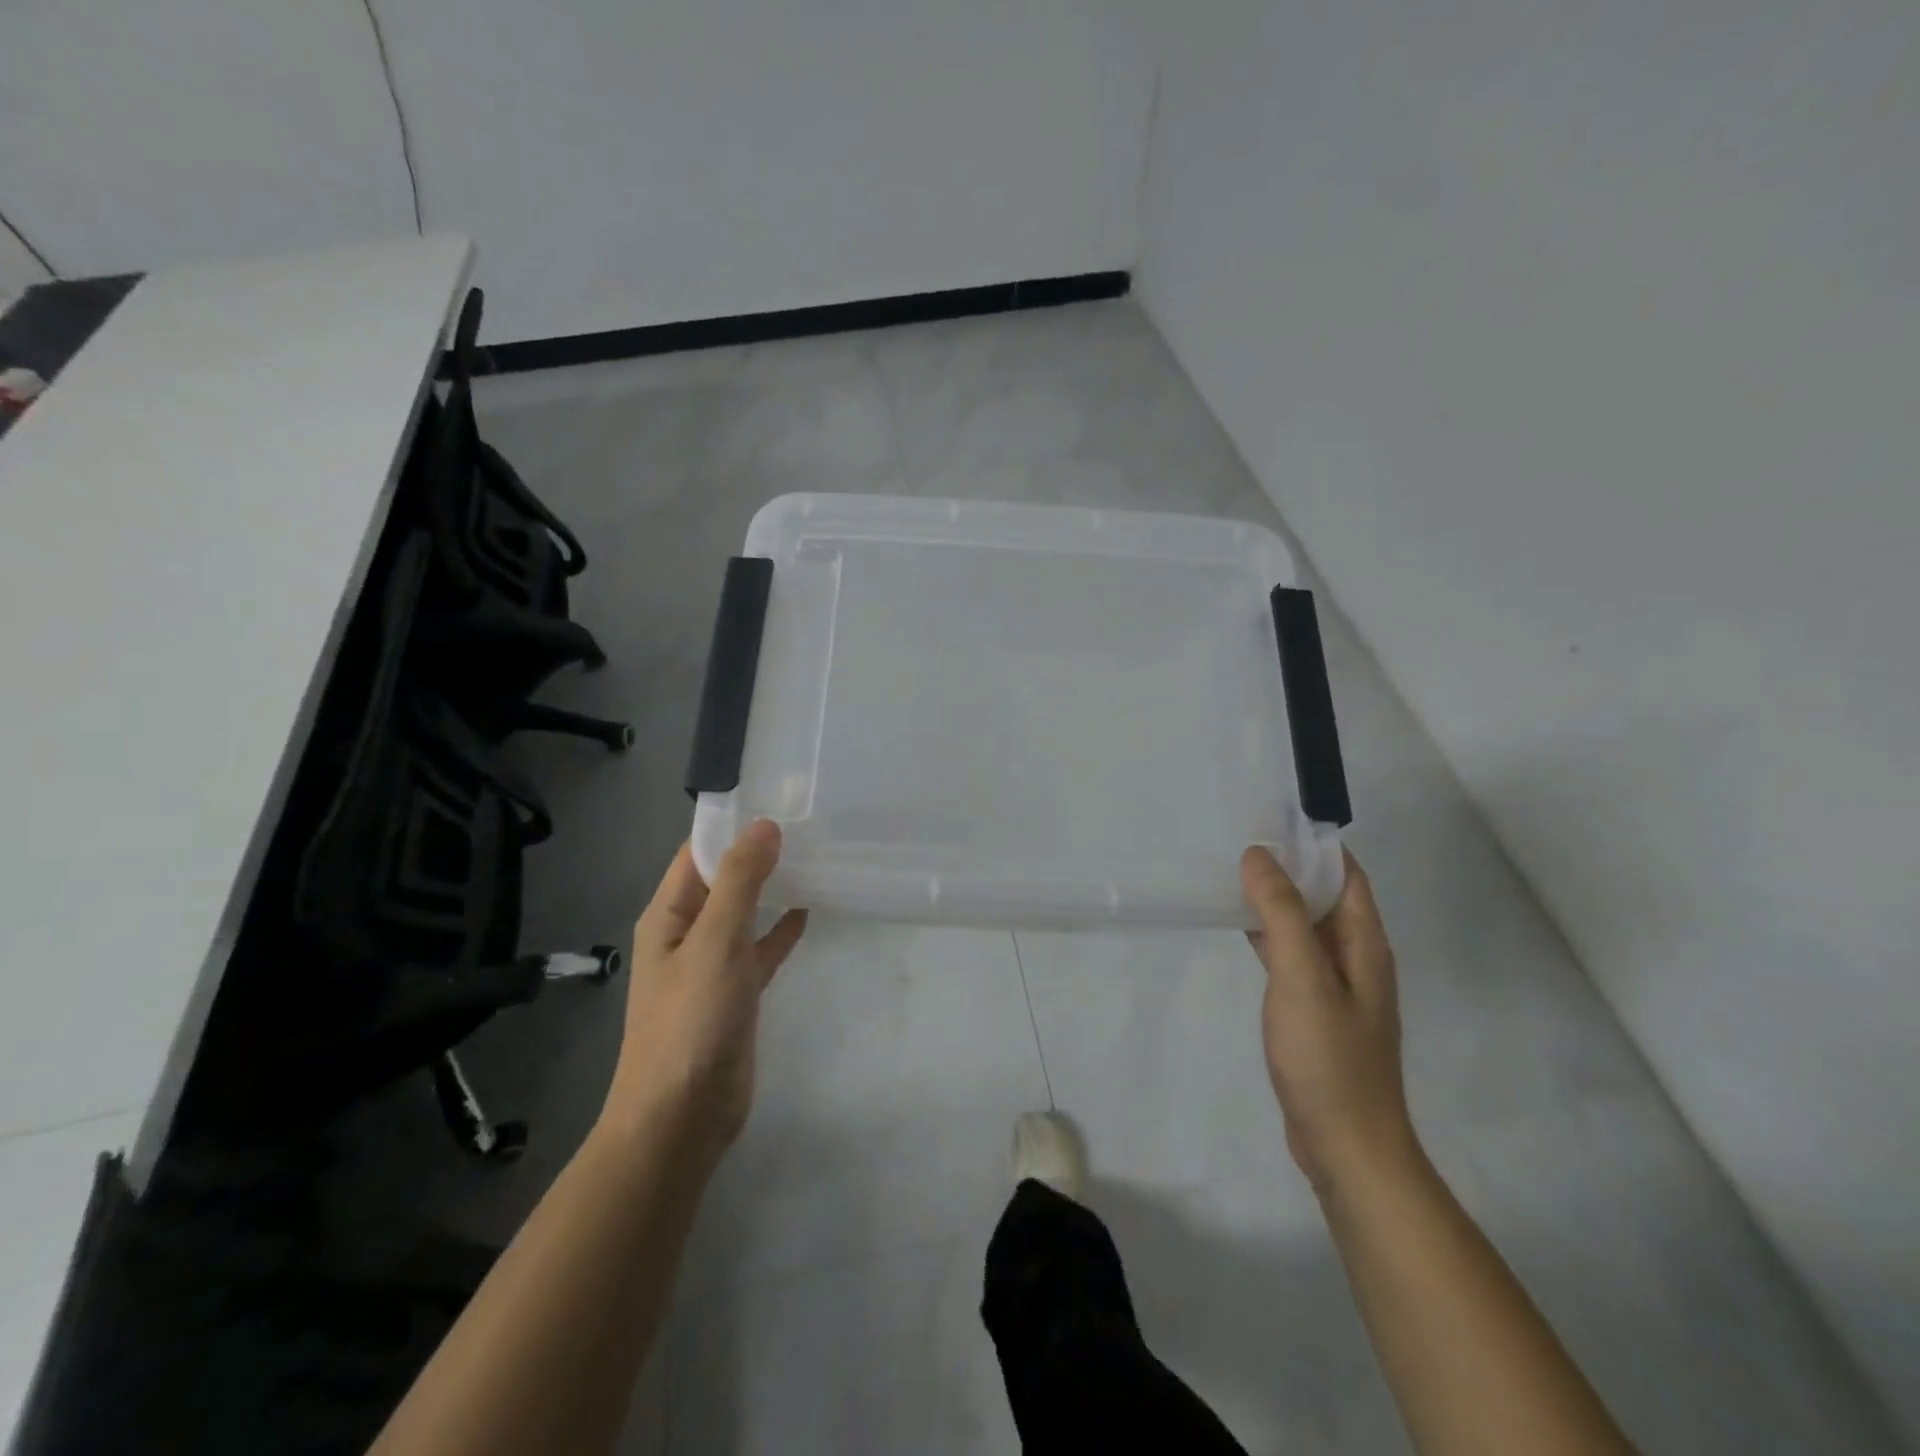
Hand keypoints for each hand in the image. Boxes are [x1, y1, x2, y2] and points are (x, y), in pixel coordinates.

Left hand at [603, 820, 806, 1160]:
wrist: (682, 1116)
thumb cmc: (691, 1021)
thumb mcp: (716, 941)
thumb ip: (741, 881)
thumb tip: (764, 825)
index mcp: (670, 914)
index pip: (698, 852)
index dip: (733, 824)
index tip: (779, 798)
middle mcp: (687, 932)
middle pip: (723, 879)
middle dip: (758, 852)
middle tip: (809, 822)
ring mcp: (712, 964)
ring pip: (745, 912)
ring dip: (772, 887)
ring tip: (815, 856)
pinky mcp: (736, 993)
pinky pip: (760, 949)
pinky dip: (781, 929)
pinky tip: (809, 911)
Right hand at [1242, 845, 1415, 1193]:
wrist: (1347, 1146)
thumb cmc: (1328, 1057)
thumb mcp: (1302, 976)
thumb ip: (1282, 913)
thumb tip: (1258, 855)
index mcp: (1364, 943)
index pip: (1345, 873)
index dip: (1312, 843)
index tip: (1268, 820)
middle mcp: (1356, 958)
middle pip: (1325, 896)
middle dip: (1288, 867)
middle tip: (1238, 843)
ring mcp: (1335, 987)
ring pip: (1305, 926)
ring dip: (1276, 899)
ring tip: (1232, 875)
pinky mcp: (1314, 1011)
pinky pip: (1292, 955)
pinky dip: (1269, 934)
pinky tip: (1241, 929)